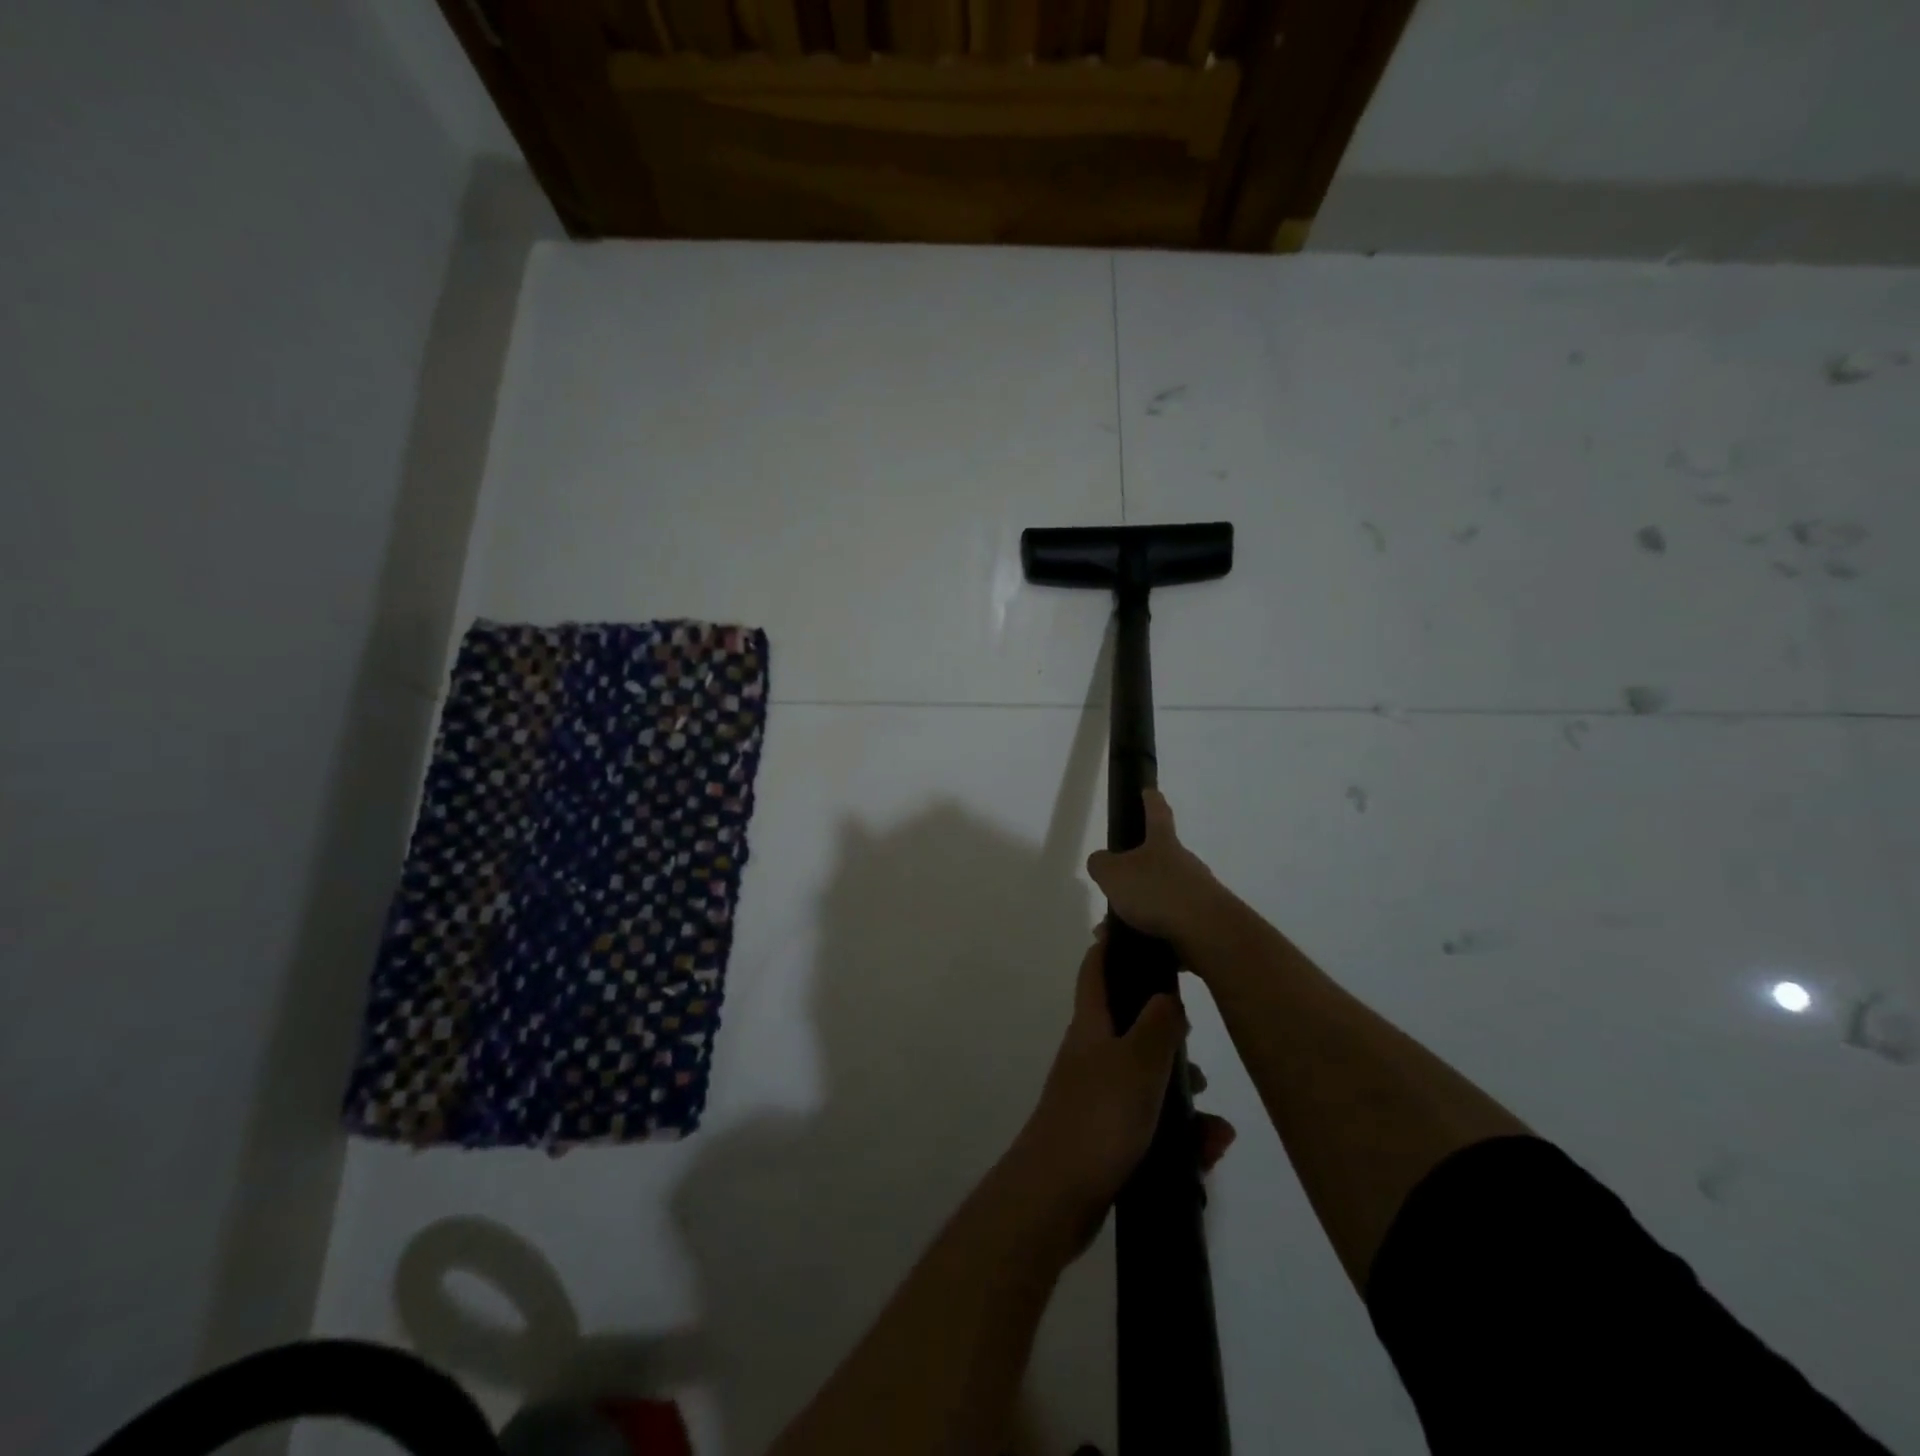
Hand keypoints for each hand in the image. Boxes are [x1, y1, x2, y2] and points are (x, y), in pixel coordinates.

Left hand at [1011, 928, 1235, 1250]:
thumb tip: (1167, 994)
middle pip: (1130, 1025)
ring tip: (1213, 1122)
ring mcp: (1097, 1096)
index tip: (1134, 927)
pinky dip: (1179, 1134)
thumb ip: (1158, 1025)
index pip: (1095, 970)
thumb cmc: (1098, 1118)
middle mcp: (1091, 1054)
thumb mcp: (1137, 1064)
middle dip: (1169, 1034)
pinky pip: (1150, 1123)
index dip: (1110, 945)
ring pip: (1147, 1080)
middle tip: (1199, 1043)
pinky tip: (1207, 1152)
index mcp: (1091, 1026)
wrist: (1056, 1198)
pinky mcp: (1106, 1136)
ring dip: (1182, 1094)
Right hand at [1085, 791, 1226, 954]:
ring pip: (1159, 898)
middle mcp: (1184, 864)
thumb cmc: (1157, 892)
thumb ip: (1101, 864)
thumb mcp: (1113, 874)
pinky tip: (1132, 948)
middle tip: (1111, 891)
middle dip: (1133, 876)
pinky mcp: (1203, 924)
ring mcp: (1197, 894)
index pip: (1157, 814)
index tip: (1149, 790)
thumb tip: (1102, 863)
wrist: (1207, 934)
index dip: (1151, 801)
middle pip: (1157, 861)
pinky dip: (1149, 935)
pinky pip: (1169, 925)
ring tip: (1112, 932)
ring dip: (1137, 912)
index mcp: (1163, 844)